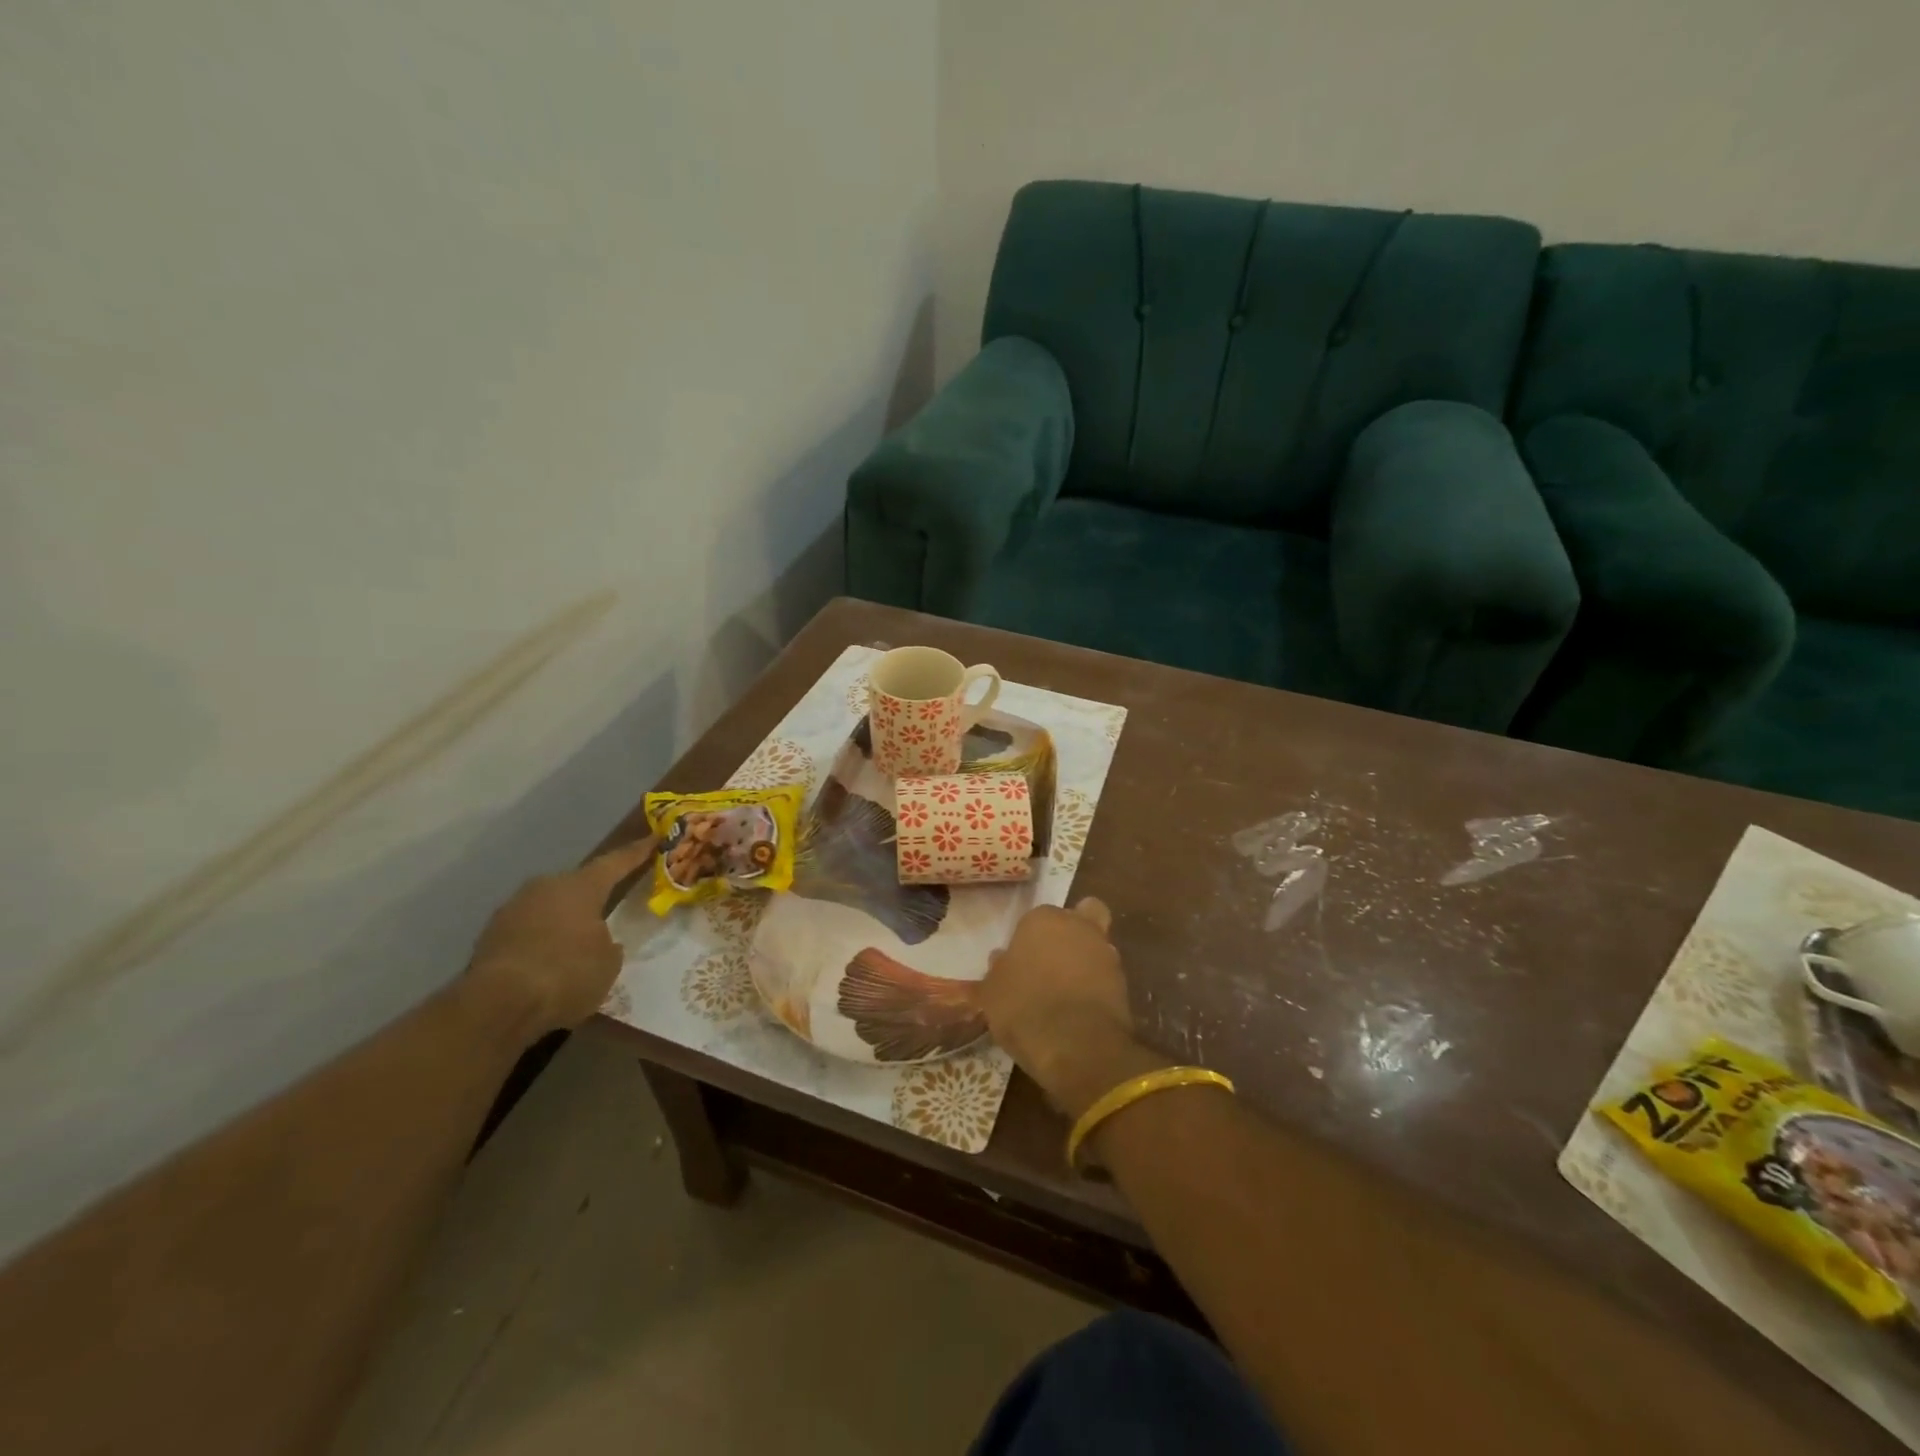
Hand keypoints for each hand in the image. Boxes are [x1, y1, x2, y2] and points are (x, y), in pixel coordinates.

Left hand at [465, 837, 657, 1042]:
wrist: (497, 1006)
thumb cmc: (567, 974)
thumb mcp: (608, 964)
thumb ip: (609, 946)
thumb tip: (602, 943)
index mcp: (581, 886)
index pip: (616, 862)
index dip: (637, 852)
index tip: (654, 838)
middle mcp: (545, 888)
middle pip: (576, 885)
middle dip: (592, 894)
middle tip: (609, 903)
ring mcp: (512, 910)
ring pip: (548, 907)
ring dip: (563, 920)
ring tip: (576, 941)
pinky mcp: (489, 937)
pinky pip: (527, 931)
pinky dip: (540, 940)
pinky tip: (548, 962)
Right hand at [982, 899, 1154, 1116]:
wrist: (1077, 1045)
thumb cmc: (1025, 1007)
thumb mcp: (992, 993)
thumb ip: (997, 971)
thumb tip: (1001, 960)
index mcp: (1043, 919)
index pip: (1035, 919)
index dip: (1029, 940)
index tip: (1020, 963)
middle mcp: (1079, 926)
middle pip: (1081, 917)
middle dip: (1071, 934)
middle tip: (1051, 963)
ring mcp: (1106, 953)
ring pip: (1097, 947)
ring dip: (1086, 962)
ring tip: (1065, 993)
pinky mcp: (1125, 984)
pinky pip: (1106, 978)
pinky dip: (1096, 988)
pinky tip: (1079, 1011)